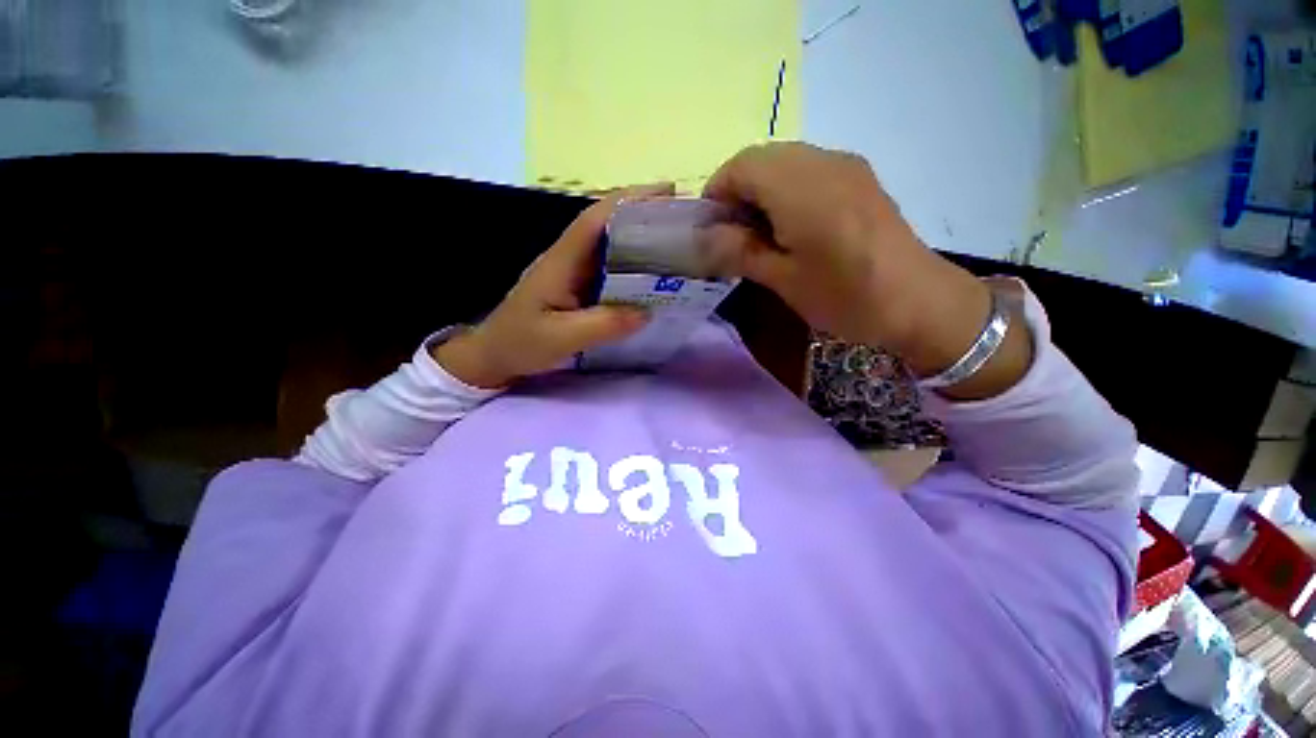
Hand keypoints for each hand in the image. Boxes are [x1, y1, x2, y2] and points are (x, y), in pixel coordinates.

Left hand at [434, 184, 672, 388]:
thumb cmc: (521, 343)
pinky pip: (611, 271)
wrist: (495, 355)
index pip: (596, 220)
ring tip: (679, 244)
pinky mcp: (579, 288)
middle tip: (684, 219)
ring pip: (612, 247)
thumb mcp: (561, 338)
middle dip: (644, 215)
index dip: (629, 201)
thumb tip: (647, 312)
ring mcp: (575, 273)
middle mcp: (570, 259)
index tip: (666, 192)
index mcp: (562, 262)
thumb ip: (603, 325)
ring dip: (642, 240)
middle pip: (608, 226)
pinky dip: (635, 268)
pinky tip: (655, 277)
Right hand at [703, 143, 1029, 398]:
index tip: (712, 230)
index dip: (717, 194)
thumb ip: (739, 251)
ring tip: (762, 232)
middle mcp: (823, 161)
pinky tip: (793, 225)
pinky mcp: (859, 176)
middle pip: (761, 158)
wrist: (919, 301)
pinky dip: (787, 188)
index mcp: (800, 187)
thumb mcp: (783, 279)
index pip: (740, 166)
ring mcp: (845, 165)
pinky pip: (808, 168)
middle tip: (735, 234)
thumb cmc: (845, 296)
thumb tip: (703, 237)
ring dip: (762, 190)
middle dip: (737, 191)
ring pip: (784, 160)